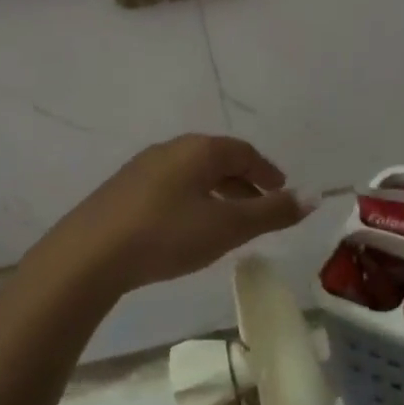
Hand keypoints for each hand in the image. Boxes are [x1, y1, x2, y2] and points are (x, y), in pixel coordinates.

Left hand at [44, 135, 312, 295]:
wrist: (89, 255)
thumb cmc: (167, 234)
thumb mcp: (227, 227)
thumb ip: (272, 212)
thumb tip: (314, 196)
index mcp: (199, 150)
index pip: (244, 152)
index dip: (267, 171)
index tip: (281, 191)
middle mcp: (171, 149)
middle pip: (217, 160)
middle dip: (243, 182)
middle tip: (259, 208)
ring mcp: (142, 167)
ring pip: (192, 174)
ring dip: (216, 193)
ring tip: (227, 221)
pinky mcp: (122, 190)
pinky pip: (170, 187)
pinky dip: (191, 200)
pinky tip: (187, 227)